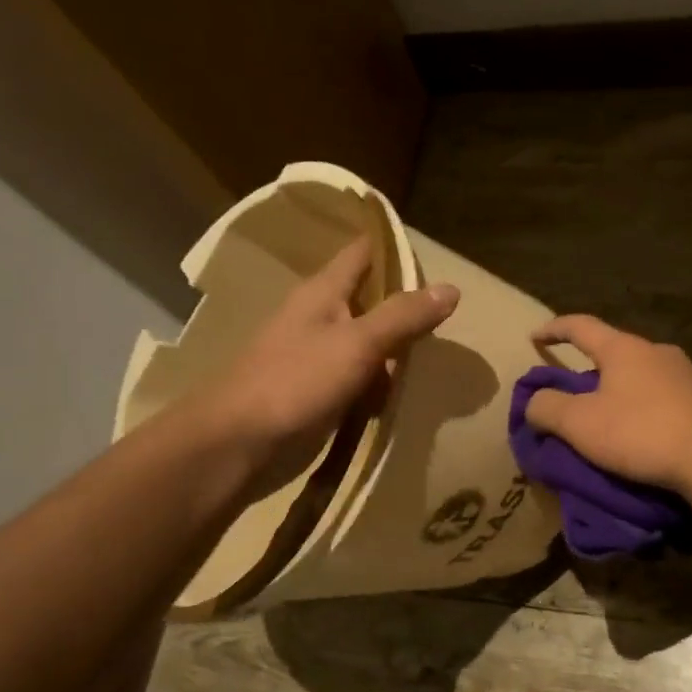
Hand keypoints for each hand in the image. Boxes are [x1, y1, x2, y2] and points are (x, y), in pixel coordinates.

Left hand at [195, 238, 458, 458]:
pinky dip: (379, 388)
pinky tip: (400, 400)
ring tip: (434, 365)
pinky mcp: (318, 392)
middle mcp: (320, 318)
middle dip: (407, 310)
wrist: (240, 443)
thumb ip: (403, 316)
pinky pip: (359, 381)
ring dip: (396, 355)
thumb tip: (452, 288)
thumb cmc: (296, 382)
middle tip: (450, 322)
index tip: (436, 258)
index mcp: (324, 293)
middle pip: (372, 301)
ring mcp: (318, 357)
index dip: (396, 249)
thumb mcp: (358, 344)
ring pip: (369, 345)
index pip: (364, 253)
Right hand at [525, 315, 691, 490]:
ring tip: (608, 416)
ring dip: (620, 390)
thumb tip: (534, 402)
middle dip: (590, 368)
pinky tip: (643, 431)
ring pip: (641, 375)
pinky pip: (663, 397)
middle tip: (573, 392)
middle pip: (614, 352)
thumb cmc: (640, 433)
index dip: (554, 329)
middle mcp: (657, 351)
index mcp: (623, 349)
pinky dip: (644, 408)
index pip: (580, 326)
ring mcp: (686, 374)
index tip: (535, 336)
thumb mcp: (579, 424)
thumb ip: (547, 408)